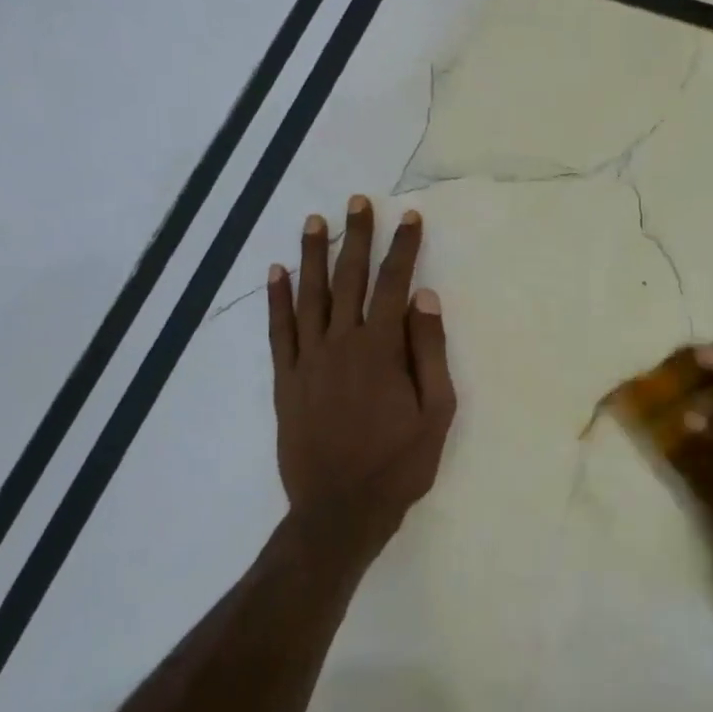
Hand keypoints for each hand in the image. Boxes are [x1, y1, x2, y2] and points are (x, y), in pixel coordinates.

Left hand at [268, 197, 456, 557]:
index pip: (394, 284)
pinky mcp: (286, 380)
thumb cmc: (399, 463)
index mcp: (381, 349)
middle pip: (348, 279)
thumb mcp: (436, 411)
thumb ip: (429, 351)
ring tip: (315, 221)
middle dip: (356, 237)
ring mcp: (308, 360)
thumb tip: (424, 297)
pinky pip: (278, 330)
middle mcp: (341, 344)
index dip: (403, 248)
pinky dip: (276, 299)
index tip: (409, 217)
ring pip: (309, 296)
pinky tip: (276, 272)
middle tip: (357, 201)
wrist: (340, 509)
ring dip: (313, 255)